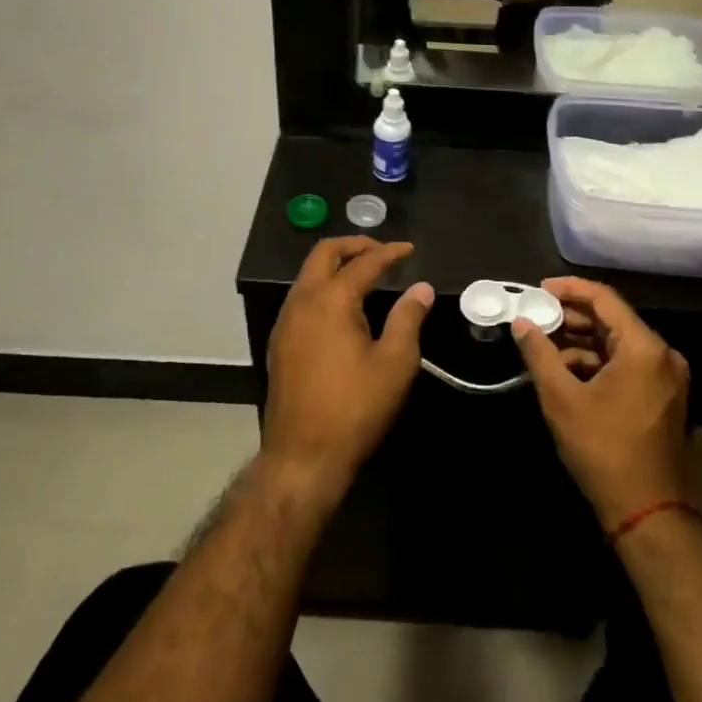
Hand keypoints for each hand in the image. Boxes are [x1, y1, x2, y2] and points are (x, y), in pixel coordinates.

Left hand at [263, 237, 432, 498]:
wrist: (303, 456)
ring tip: (366, 275)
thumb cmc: (355, 409)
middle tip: (382, 252)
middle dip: (354, 245)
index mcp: (330, 301)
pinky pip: (301, 297)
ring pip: (307, 275)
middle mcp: (301, 302)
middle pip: (323, 254)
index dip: (389, 252)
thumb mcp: (395, 363)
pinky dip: (323, 287)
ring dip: (335, 266)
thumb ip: (408, 319)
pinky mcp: (279, 342)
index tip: (410, 249)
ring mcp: (285, 322)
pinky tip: (343, 307)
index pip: (363, 263)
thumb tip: (421, 288)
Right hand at [512, 277, 690, 529]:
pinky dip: (596, 363)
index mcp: (644, 347)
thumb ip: (539, 353)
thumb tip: (521, 322)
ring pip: (617, 344)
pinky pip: (625, 364)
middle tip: (535, 317)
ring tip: (543, 346)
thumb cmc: (603, 449)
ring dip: (581, 342)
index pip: (604, 299)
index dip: (568, 289)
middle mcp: (661, 354)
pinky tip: (565, 371)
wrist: (647, 511)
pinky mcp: (661, 396)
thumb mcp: (562, 398)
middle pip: (612, 320)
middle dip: (571, 317)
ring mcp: (665, 377)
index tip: (538, 290)